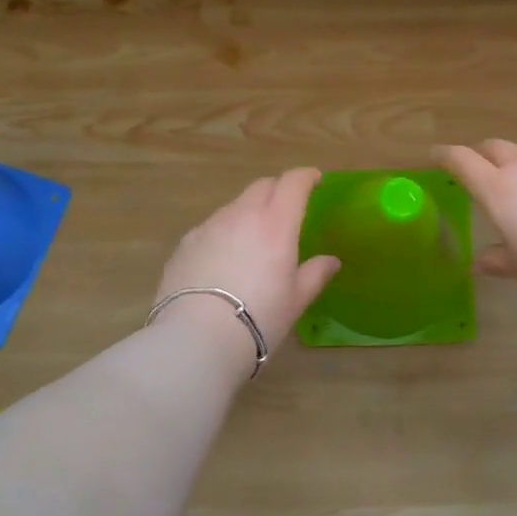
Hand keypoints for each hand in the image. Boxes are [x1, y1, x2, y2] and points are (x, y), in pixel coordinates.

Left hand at [152, 168, 340, 380]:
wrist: (197, 338)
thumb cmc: (259, 318)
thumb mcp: (296, 300)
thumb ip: (315, 274)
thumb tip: (331, 261)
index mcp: (276, 223)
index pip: (293, 183)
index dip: (306, 177)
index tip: (315, 181)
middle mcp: (242, 214)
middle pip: (262, 186)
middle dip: (278, 189)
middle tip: (287, 208)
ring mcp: (209, 226)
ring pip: (234, 206)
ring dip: (249, 212)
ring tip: (254, 239)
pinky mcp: (185, 243)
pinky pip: (211, 227)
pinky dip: (224, 233)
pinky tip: (223, 260)